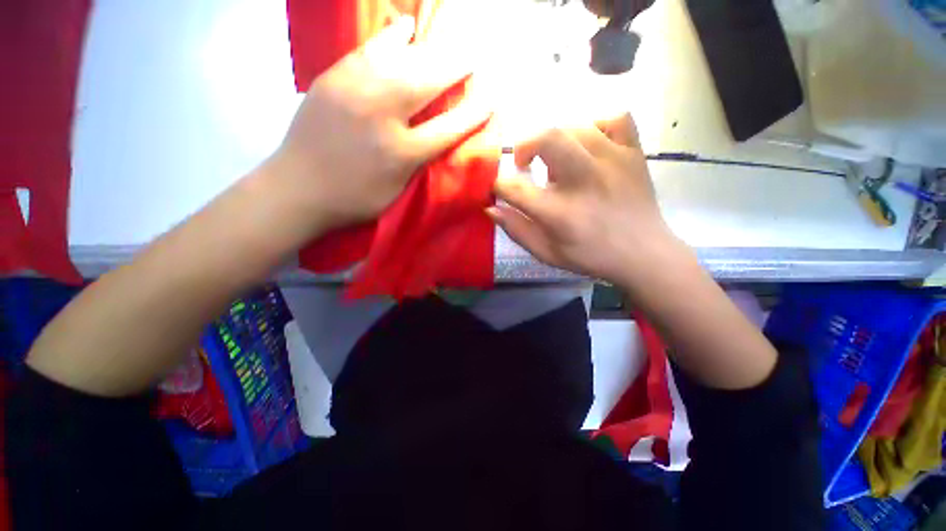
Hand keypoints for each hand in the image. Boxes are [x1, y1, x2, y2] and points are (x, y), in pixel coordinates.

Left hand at [270, 16, 490, 232]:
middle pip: (426, 83)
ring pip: (400, 59)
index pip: (447, 128)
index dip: (472, 114)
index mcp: (400, 153)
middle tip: (472, 58)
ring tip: (443, 42)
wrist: (297, 188)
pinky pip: (369, 49)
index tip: (489, 100)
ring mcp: (355, 91)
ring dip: (428, 48)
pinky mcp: (334, 78)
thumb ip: (417, 164)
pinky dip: (391, 37)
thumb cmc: (353, 199)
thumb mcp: (395, 191)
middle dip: (454, 68)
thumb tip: (435, 139)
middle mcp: (382, 116)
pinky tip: (405, 29)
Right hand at [490, 114, 677, 286]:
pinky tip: (590, 145)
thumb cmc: (591, 256)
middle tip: (524, 163)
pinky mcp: (634, 152)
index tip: (497, 188)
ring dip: (555, 141)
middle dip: (524, 145)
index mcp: (560, 212)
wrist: (644, 254)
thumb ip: (517, 230)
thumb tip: (491, 208)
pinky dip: (595, 125)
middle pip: (546, 137)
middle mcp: (584, 180)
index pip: (514, 188)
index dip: (498, 185)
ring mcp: (613, 160)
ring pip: (574, 125)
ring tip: (557, 161)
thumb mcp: (547, 252)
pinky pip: (614, 118)